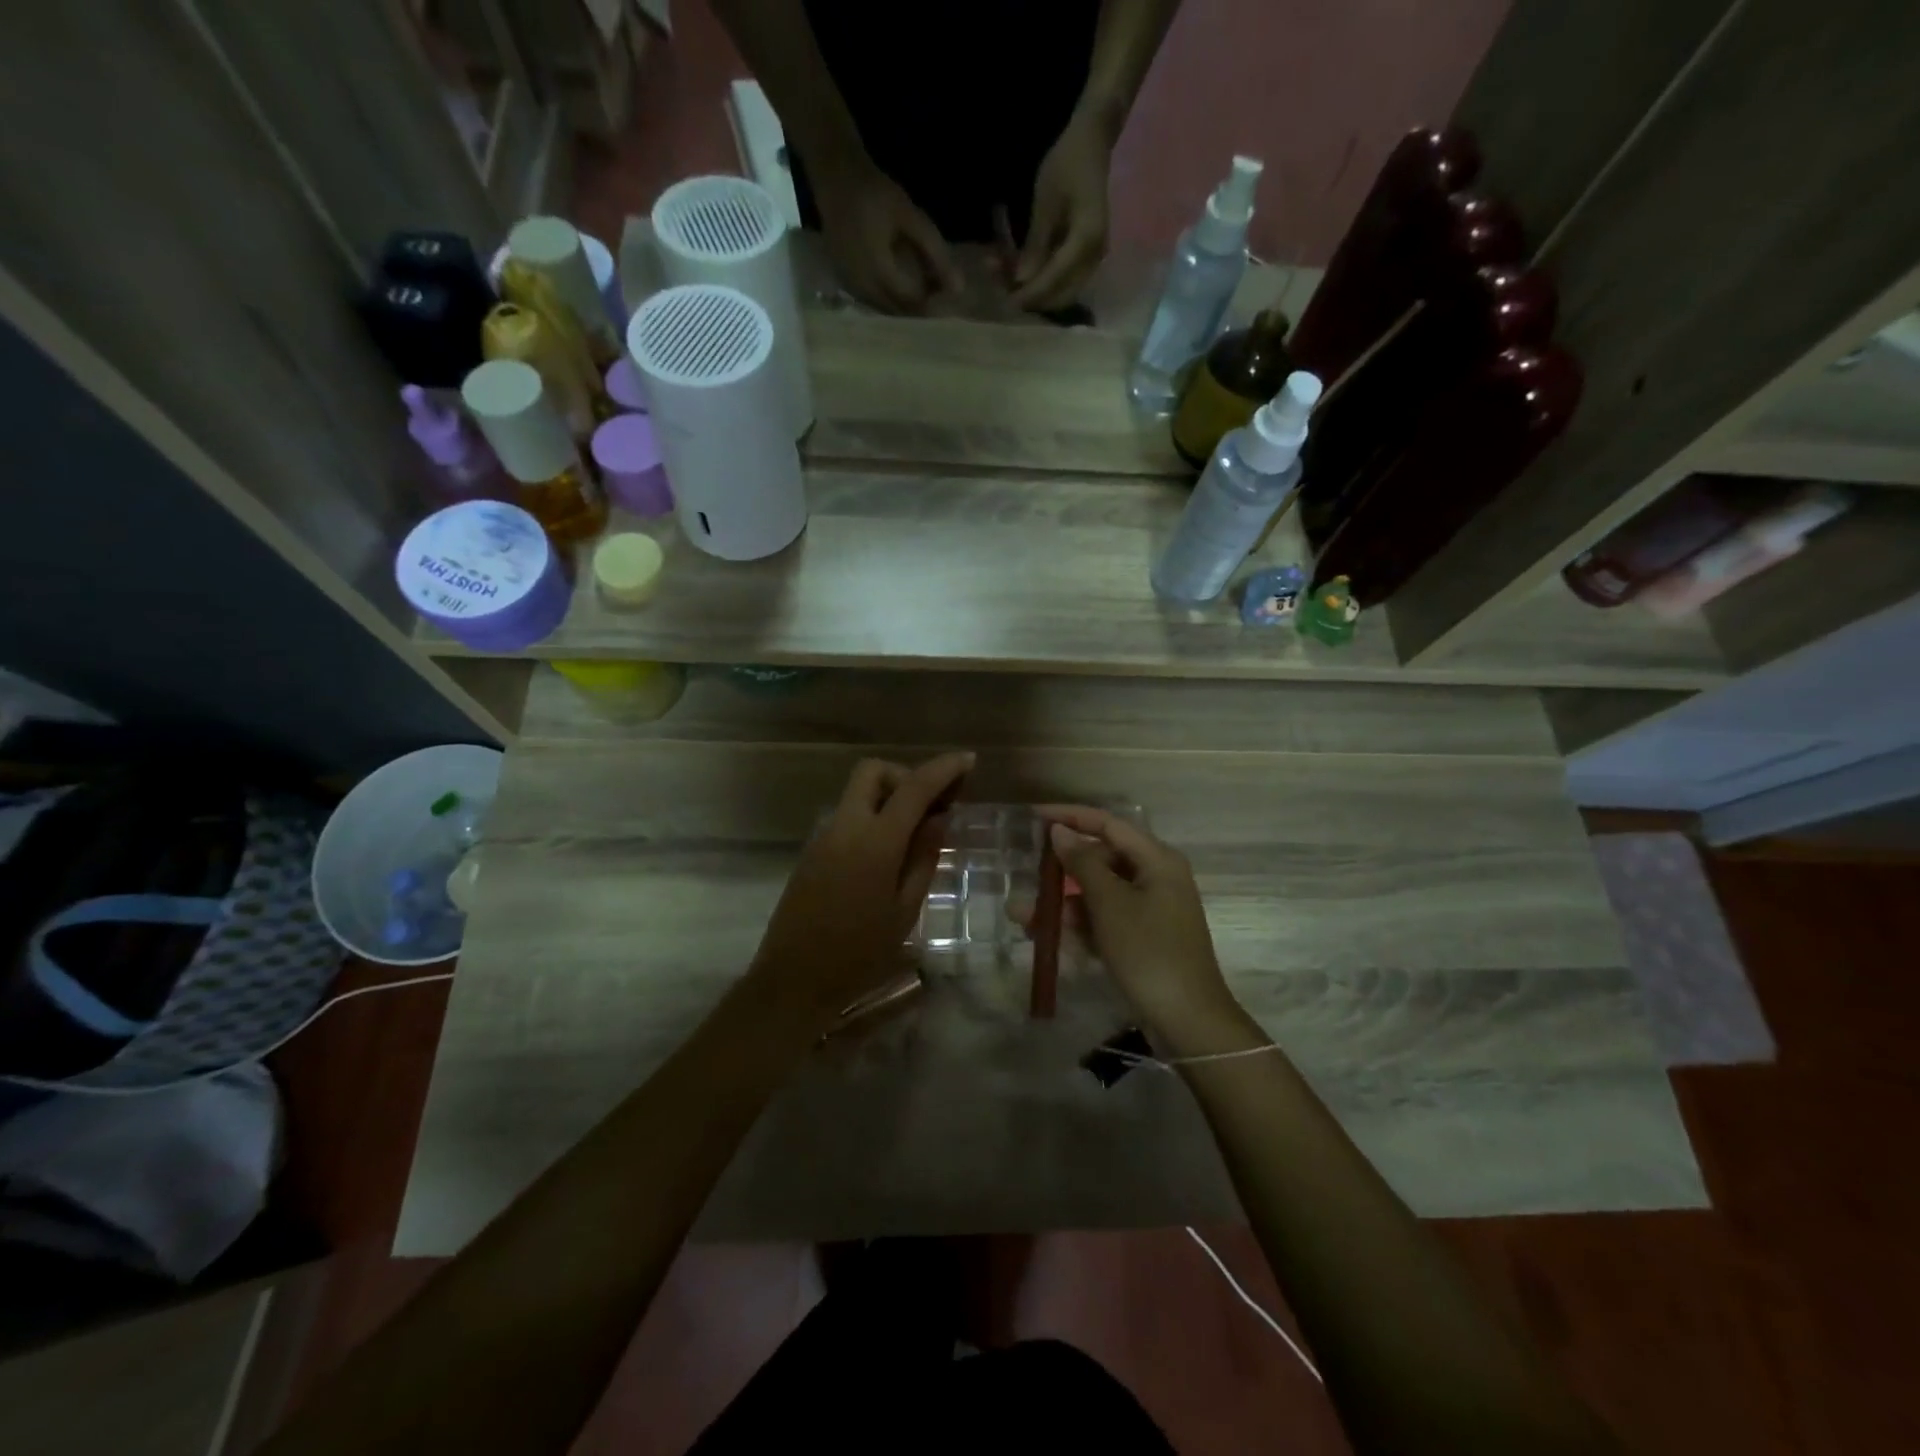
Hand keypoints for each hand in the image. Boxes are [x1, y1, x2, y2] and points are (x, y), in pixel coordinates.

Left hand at [746, 753, 972, 1034]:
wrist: (793, 981)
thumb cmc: (859, 954)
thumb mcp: (905, 910)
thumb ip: (923, 857)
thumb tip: (940, 818)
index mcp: (874, 842)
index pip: (914, 788)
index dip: (943, 769)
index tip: (967, 760)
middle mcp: (845, 827)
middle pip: (873, 772)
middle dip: (905, 776)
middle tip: (931, 808)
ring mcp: (824, 836)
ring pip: (858, 793)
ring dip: (888, 798)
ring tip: (916, 835)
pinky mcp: (813, 851)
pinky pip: (848, 817)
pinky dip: (872, 818)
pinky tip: (888, 854)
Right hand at [811, 157, 960, 313]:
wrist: (835, 175)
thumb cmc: (875, 192)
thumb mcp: (910, 217)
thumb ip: (935, 252)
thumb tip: (959, 288)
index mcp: (877, 271)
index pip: (911, 303)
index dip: (932, 305)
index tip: (948, 299)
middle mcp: (861, 286)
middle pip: (896, 313)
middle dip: (918, 311)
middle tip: (938, 300)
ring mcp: (850, 287)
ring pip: (883, 311)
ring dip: (903, 309)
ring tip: (922, 296)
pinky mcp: (844, 283)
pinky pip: (870, 302)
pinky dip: (888, 301)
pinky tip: (901, 291)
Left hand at [1011, 113, 1112, 311]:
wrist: (1092, 144)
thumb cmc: (1067, 164)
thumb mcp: (1045, 201)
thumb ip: (1035, 244)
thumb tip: (1021, 281)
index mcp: (1086, 239)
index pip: (1056, 278)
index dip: (1031, 294)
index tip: (1008, 301)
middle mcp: (1094, 256)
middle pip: (1061, 296)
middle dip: (1032, 299)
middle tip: (1003, 290)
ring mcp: (1092, 259)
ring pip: (1061, 292)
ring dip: (1034, 292)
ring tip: (1005, 278)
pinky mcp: (1085, 258)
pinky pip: (1062, 280)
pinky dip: (1040, 281)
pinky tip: (1017, 270)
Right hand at [1038, 805, 1241, 1045]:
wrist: (1187, 1021)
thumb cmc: (1149, 952)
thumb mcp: (1110, 904)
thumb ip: (1083, 863)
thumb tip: (1060, 831)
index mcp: (1157, 859)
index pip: (1107, 824)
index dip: (1070, 816)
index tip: (1033, 816)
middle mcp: (1156, 876)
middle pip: (1102, 858)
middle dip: (1062, 870)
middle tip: (1027, 875)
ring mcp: (1151, 908)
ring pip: (1100, 892)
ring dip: (1064, 902)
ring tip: (1023, 917)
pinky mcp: (1143, 936)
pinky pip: (1106, 917)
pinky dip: (1079, 923)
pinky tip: (1047, 936)